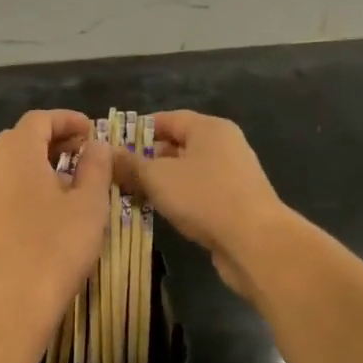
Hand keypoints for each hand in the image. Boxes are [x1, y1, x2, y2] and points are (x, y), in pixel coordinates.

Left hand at [0, 110, 112, 340]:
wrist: (11, 306)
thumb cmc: (56, 247)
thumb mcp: (89, 204)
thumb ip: (95, 167)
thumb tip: (96, 144)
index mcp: (15, 154)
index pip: (38, 120)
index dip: (66, 119)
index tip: (92, 130)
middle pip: (18, 139)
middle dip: (51, 140)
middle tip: (82, 152)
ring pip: (7, 167)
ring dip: (37, 164)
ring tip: (68, 181)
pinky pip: (1, 192)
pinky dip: (23, 188)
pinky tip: (45, 211)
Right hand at [113, 110, 290, 295]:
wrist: (256, 244)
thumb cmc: (204, 198)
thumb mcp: (158, 178)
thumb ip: (131, 164)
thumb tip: (107, 152)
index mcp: (210, 129)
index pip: (168, 119)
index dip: (139, 130)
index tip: (113, 144)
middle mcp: (224, 146)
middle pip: (178, 145)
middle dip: (147, 159)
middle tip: (116, 173)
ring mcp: (232, 176)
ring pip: (187, 172)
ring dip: (160, 182)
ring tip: (130, 194)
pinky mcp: (234, 204)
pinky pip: (198, 194)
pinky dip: (178, 199)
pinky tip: (158, 213)